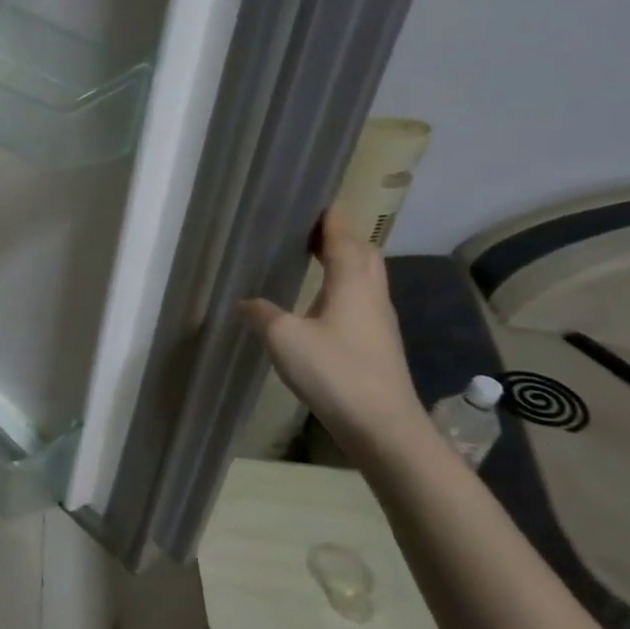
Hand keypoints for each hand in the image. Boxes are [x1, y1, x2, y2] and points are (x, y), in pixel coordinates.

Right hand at [241, 207, 431, 455]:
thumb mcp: (284, 338)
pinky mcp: (378, 344)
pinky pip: (362, 300)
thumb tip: (247, 301)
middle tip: (313, 230)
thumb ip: (262, 314)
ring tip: (317, 259)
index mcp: (352, 283)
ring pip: (366, 278)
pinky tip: (324, 303)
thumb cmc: (334, 371)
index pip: (344, 238)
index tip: (318, 203)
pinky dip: (345, 287)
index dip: (332, 219)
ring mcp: (380, 321)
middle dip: (343, 237)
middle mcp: (372, 295)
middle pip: (364, 254)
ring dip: (346, 262)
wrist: (381, 425)